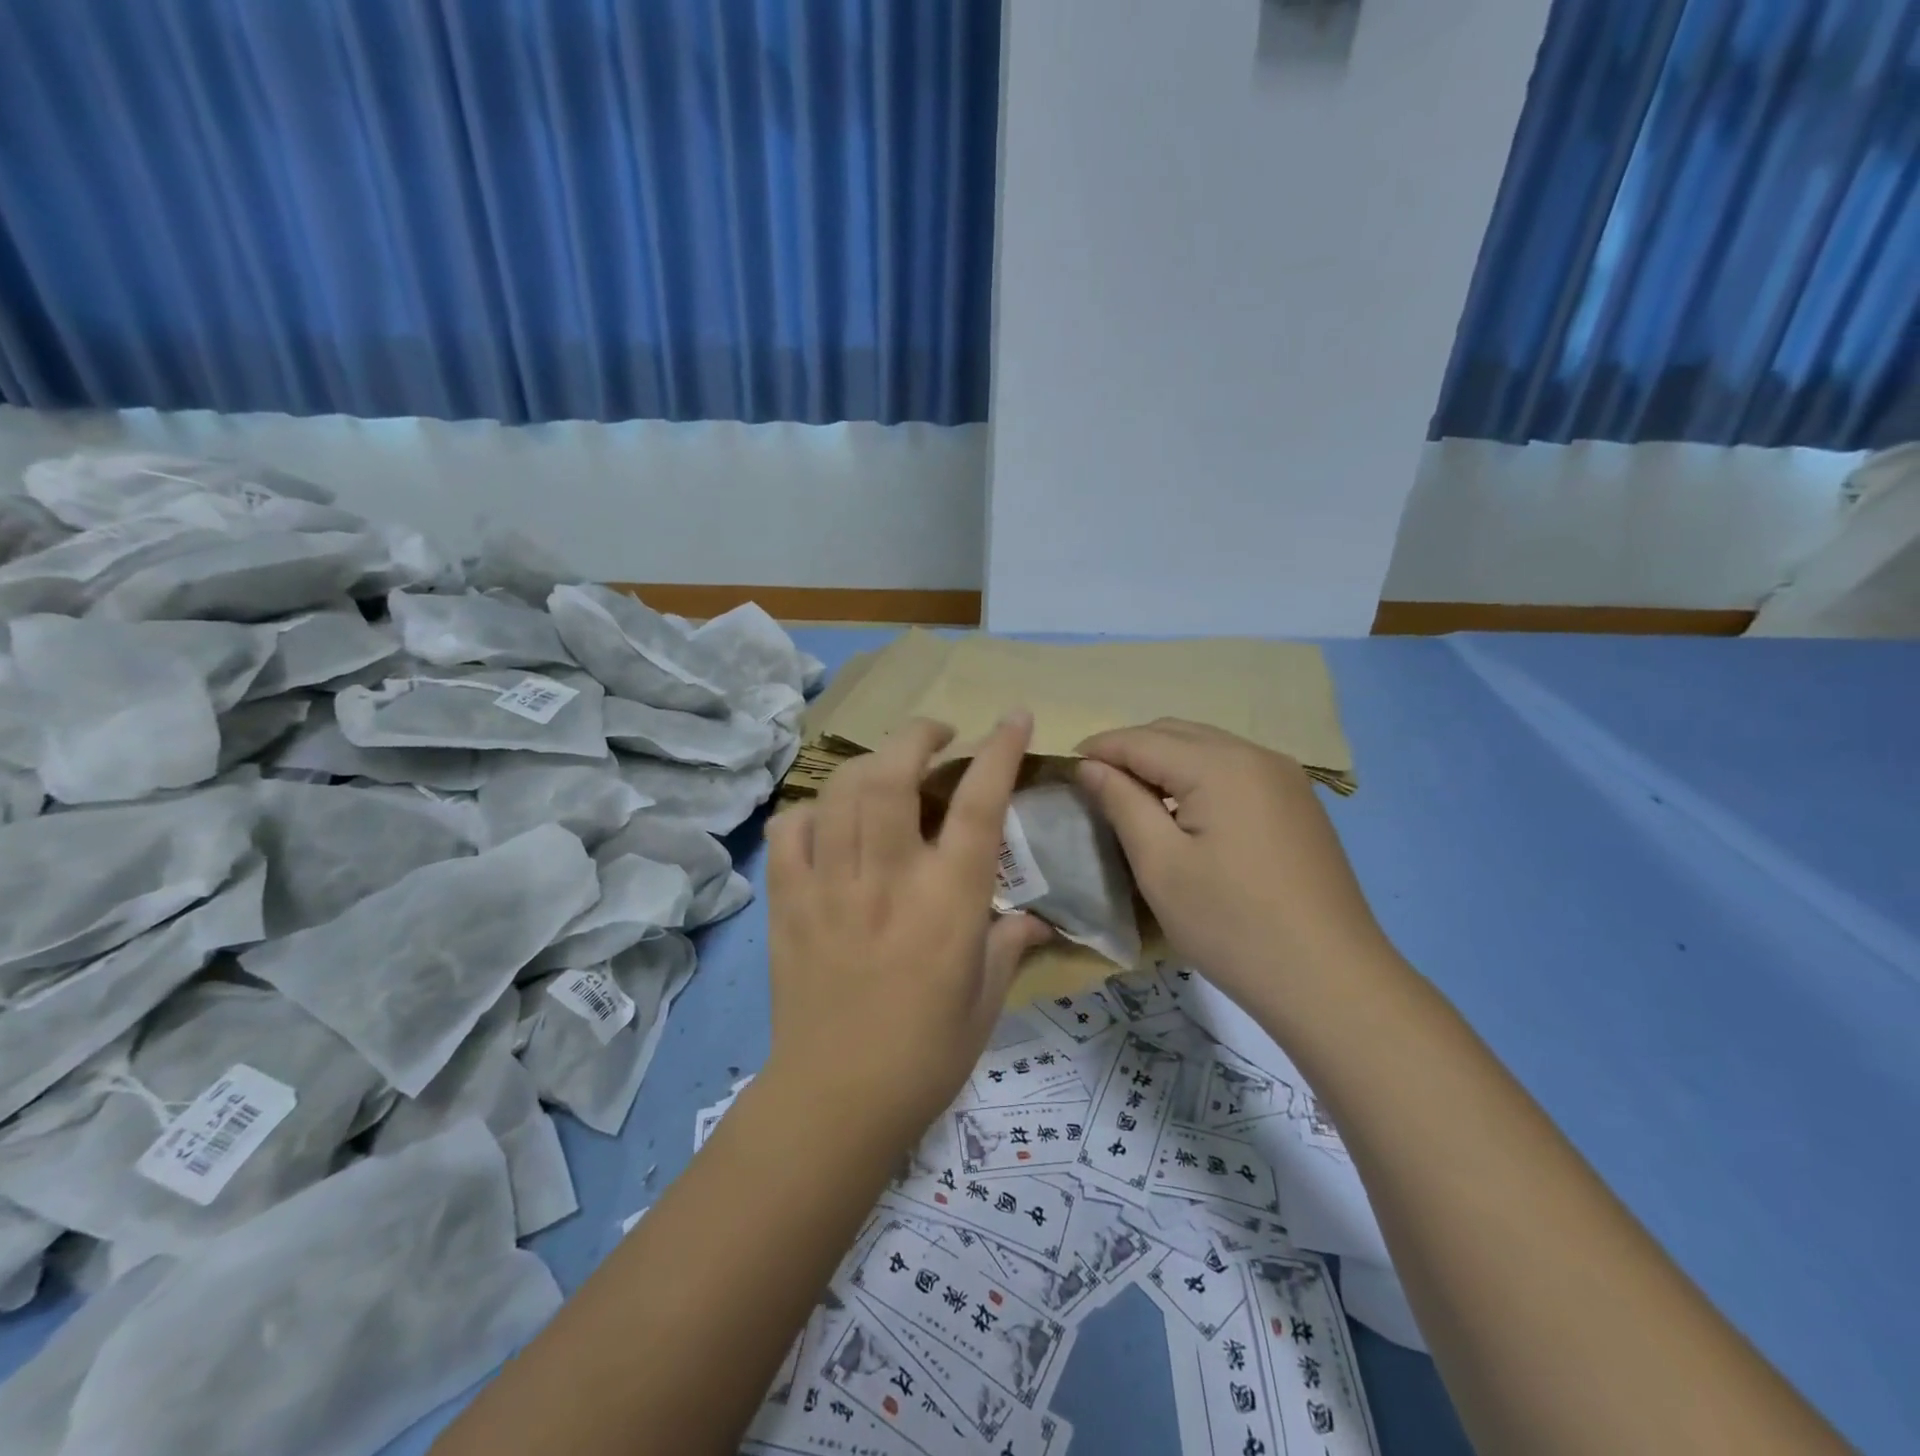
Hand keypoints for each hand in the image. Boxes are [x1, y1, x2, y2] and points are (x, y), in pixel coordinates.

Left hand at [763, 714, 1050, 1150]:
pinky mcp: (788, 902)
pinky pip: (790, 831)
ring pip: (842, 791)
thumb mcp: (985, 1000)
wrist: (834, 1101)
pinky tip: (828, 821)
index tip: (1014, 716)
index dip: (999, 750)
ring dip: (871, 763)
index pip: (978, 804)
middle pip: (894, 774)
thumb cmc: (925, 1055)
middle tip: (938, 734)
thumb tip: (1038, 921)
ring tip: (888, 769)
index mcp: (947, 901)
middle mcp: (887, 877)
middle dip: (918, 734)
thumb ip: (1010, 946)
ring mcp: (829, 885)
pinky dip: (811, 811)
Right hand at [1076, 719, 1387, 1008]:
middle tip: (1096, 783)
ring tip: (1133, 796)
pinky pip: (1235, 768)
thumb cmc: (1231, 924)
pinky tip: (1186, 810)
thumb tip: (1090, 766)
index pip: (1142, 739)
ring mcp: (1285, 777)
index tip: (1065, 766)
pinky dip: (1199, 775)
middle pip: (1176, 733)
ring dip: (1165, 760)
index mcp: (1219, 765)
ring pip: (1207, 747)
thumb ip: (1122, 803)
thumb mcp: (1160, 865)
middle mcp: (1255, 755)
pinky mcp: (1298, 803)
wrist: (1330, 980)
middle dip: (1131, 749)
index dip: (1100, 749)